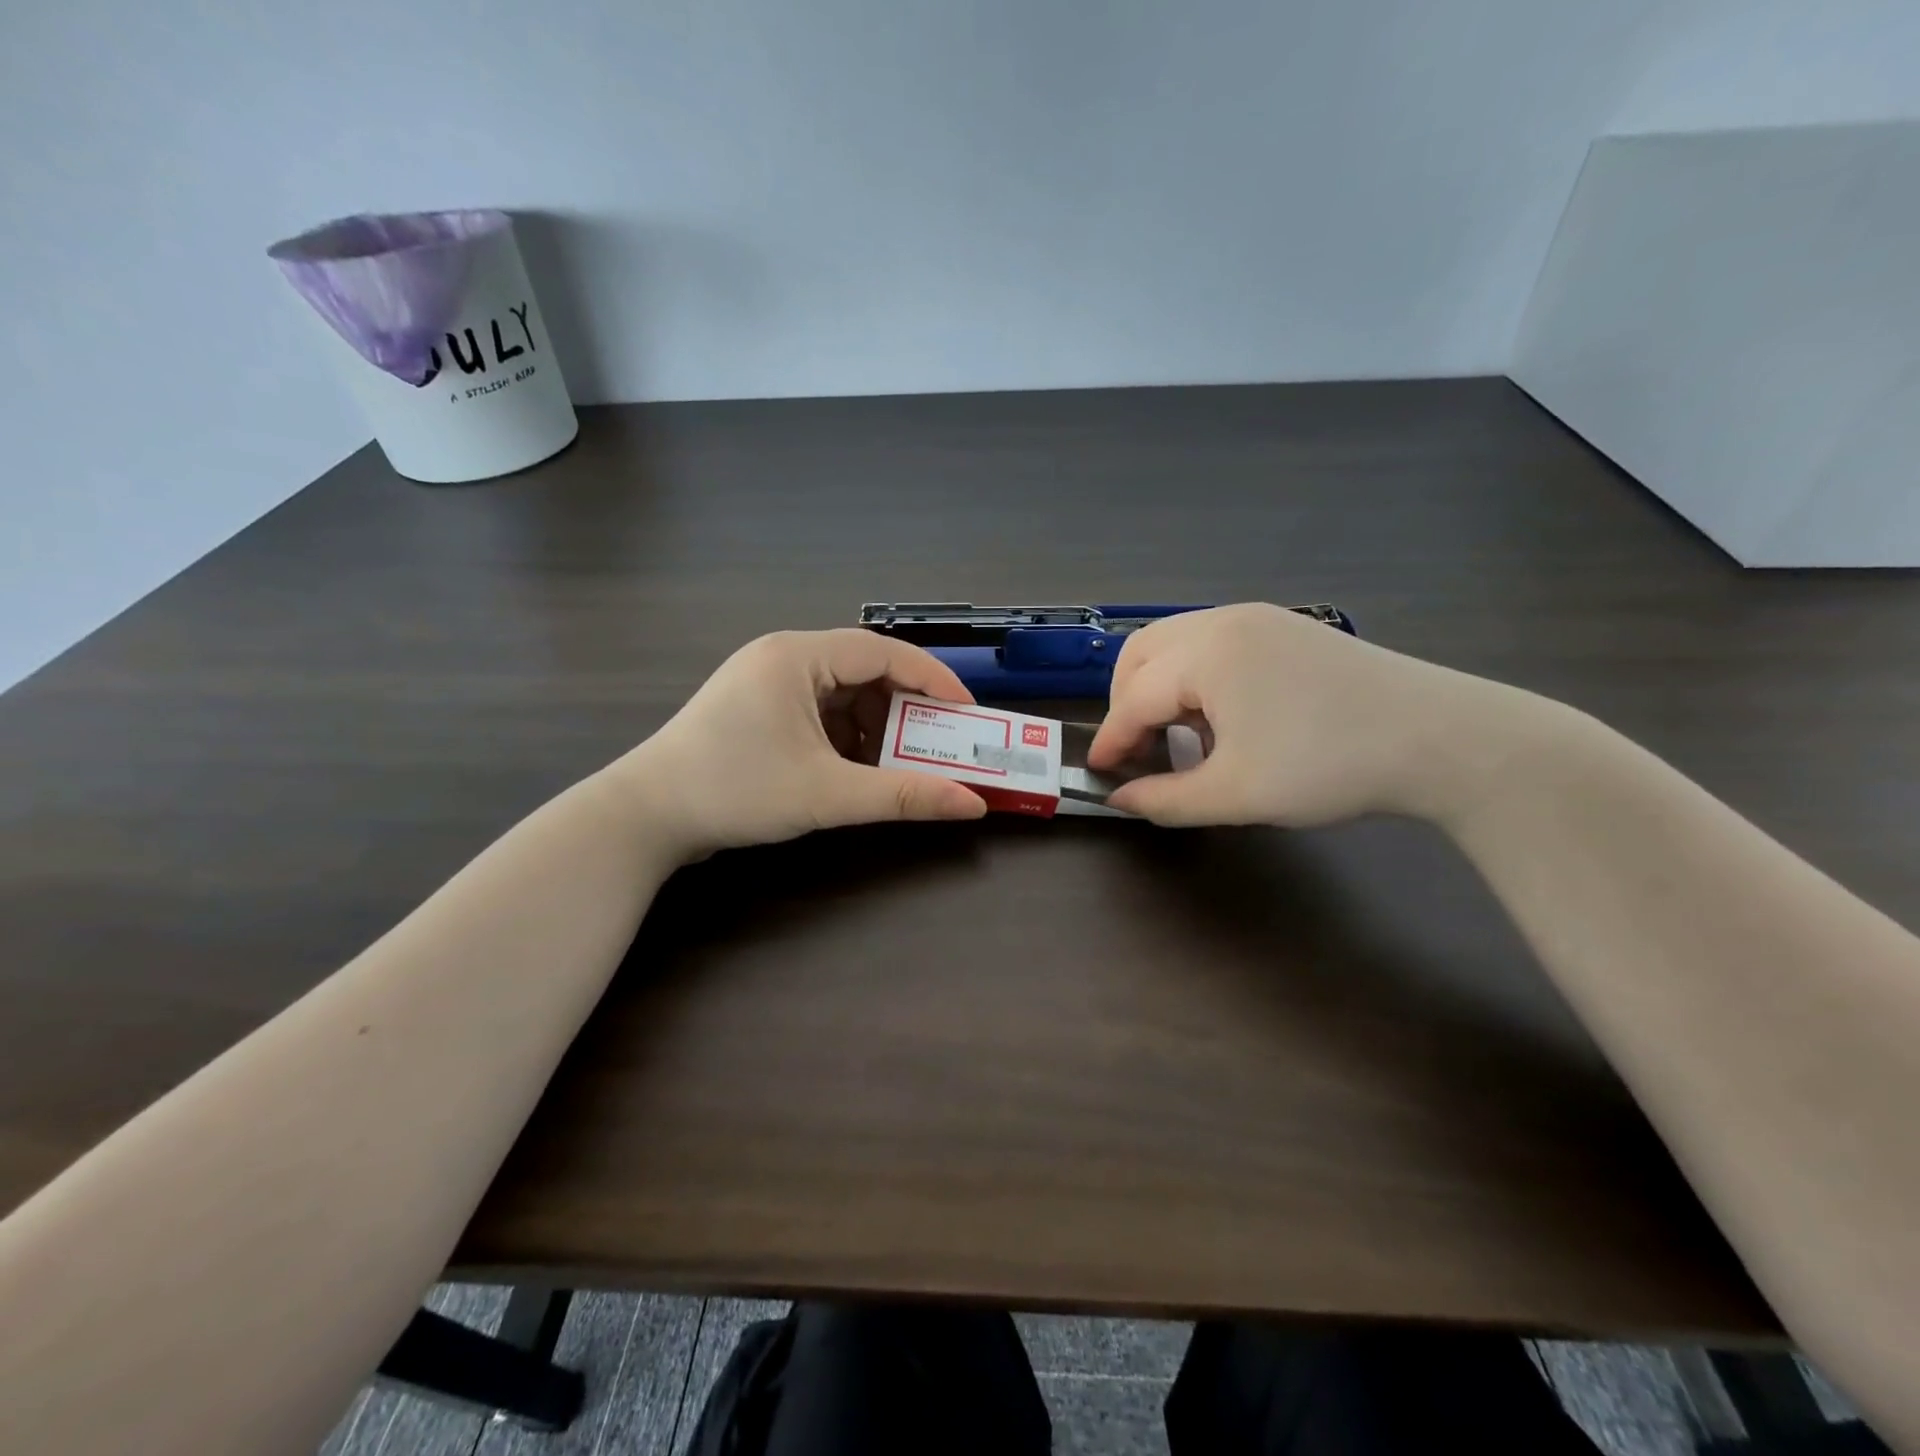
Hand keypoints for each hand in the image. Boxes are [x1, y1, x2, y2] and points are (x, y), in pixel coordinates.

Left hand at [617, 629, 986, 860]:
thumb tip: (970, 805)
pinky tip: (856, 770)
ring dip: (875, 727)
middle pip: (865, 671)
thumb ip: (903, 796)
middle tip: (940, 743)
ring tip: (900, 763)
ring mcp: (766, 681)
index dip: (933, 680)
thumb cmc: (735, 791)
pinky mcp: (757, 708)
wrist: (644, 817)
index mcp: (797, 656)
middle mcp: (783, 656)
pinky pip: (819, 711)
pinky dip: (846, 737)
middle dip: (905, 709)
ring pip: (842, 694)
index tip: (967, 713)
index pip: (884, 652)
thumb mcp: (827, 795)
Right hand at [1087, 603, 1533, 828]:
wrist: (1441, 739)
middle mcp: (1224, 621)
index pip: (1134, 697)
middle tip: (1138, 750)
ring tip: (1181, 737)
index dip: (1112, 739)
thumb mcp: (1237, 795)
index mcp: (1207, 653)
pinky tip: (1223, 718)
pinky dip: (1195, 678)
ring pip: (1176, 644)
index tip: (1099, 773)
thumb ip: (1166, 799)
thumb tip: (1121, 799)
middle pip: (1142, 654)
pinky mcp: (1286, 628)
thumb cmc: (1329, 766)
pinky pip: (1213, 644)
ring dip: (1160, 688)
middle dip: (1126, 702)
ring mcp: (1259, 618)